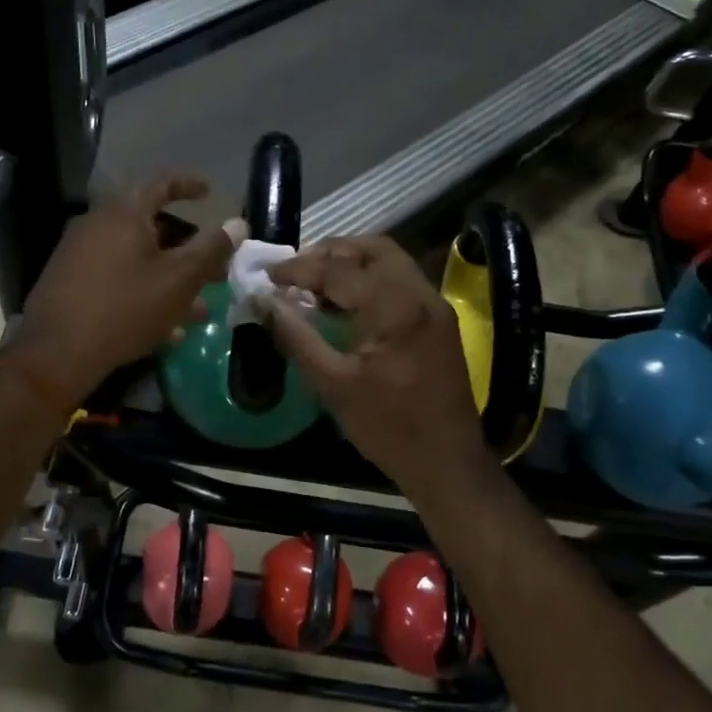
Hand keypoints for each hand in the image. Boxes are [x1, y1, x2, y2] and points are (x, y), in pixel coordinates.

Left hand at [10, 174, 242, 409]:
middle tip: (214, 265)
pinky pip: (118, 279)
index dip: (188, 184)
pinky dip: (145, 293)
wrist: (56, 353)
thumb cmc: (125, 308)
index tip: (210, 191)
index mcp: (123, 214)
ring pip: (137, 259)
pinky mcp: (72, 285)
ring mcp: (80, 256)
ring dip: (170, 278)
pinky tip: (166, 329)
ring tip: (200, 308)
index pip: (160, 182)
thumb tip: (238, 223)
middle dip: (187, 247)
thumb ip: (211, 249)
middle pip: (151, 225)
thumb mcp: (178, 279)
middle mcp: (97, 226)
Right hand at [262, 237, 495, 499]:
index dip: (299, 269)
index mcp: (398, 308)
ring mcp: (436, 305)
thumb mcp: (333, 385)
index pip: (340, 270)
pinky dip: (369, 279)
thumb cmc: (389, 429)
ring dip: (350, 263)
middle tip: (295, 272)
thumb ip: (296, 337)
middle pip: (372, 249)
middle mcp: (422, 294)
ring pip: (389, 261)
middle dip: (329, 253)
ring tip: (314, 283)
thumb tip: (263, 302)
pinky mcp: (439, 319)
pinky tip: (344, 302)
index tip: (267, 276)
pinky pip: (400, 281)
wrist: (448, 463)